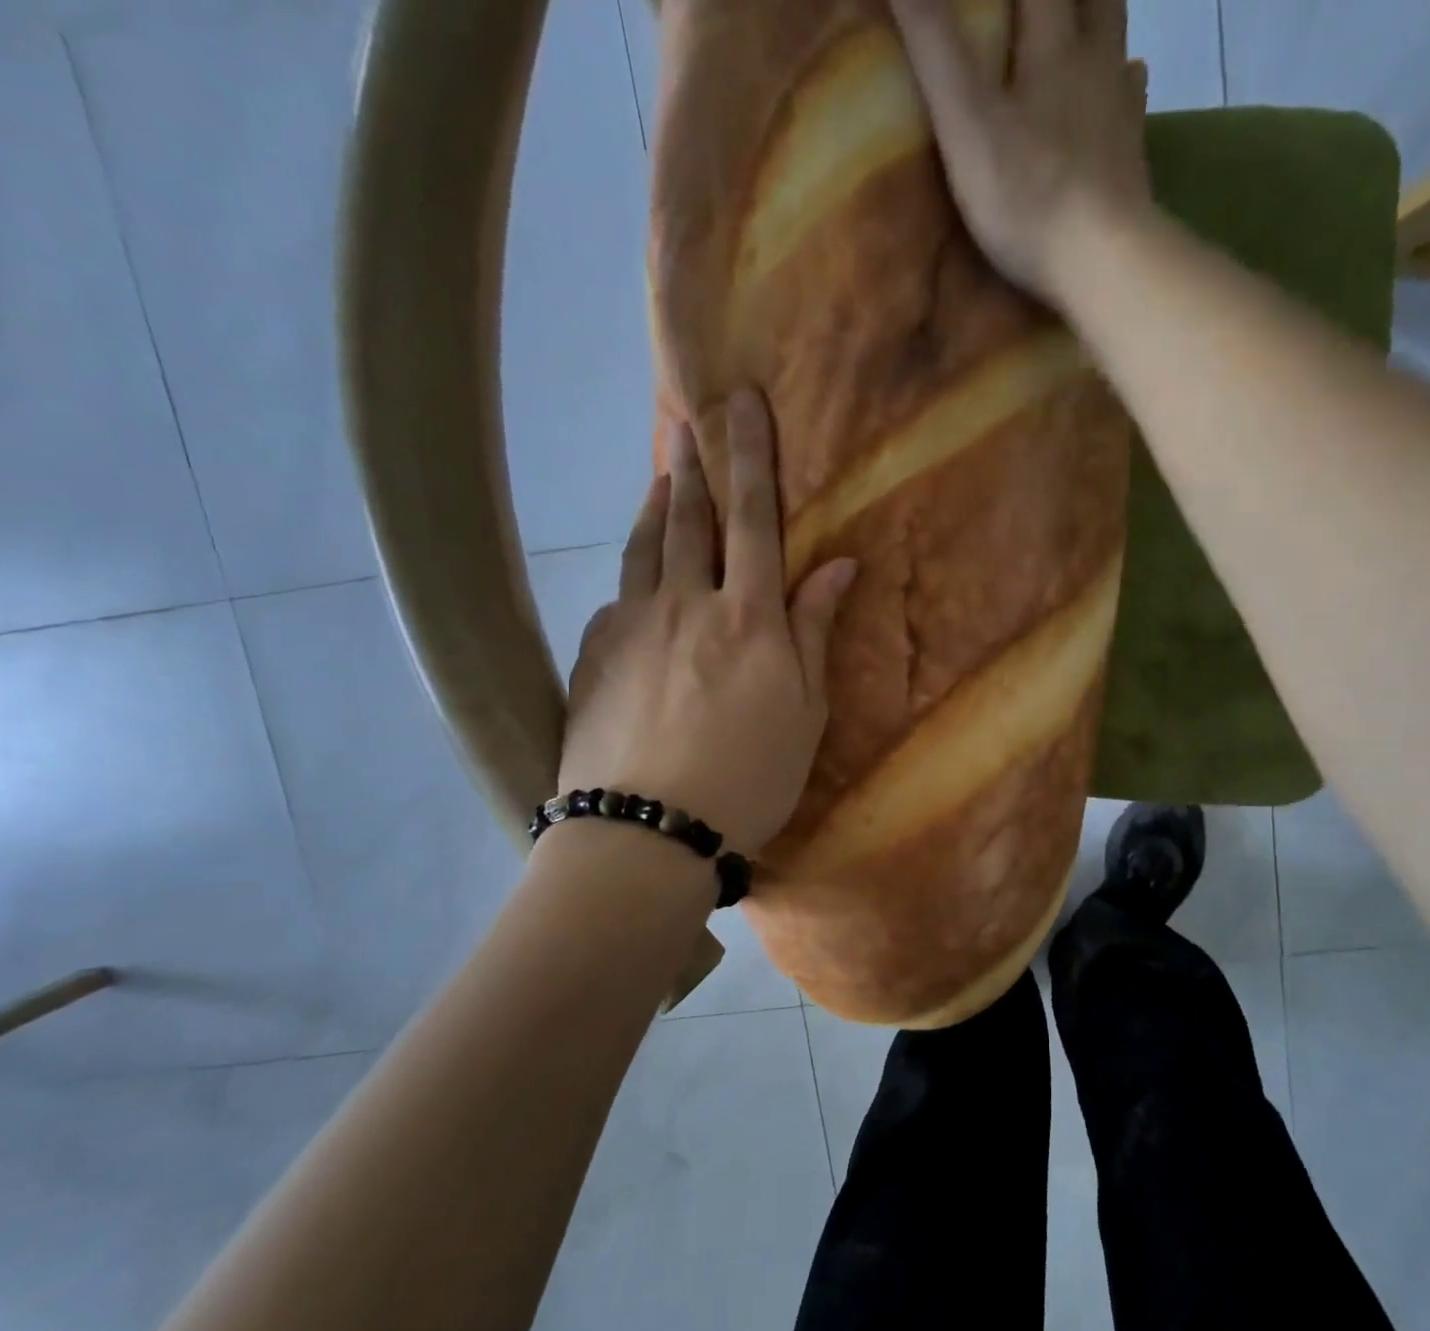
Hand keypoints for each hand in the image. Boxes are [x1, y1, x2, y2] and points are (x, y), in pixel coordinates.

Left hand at [558, 390, 856, 857]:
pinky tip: (636, 583)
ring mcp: (630, 625)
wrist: (648, 829)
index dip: (750, 456)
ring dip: (657, 508)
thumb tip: (837, 565)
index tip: (742, 402)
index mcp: (747, 617)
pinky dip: (633, 577)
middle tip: (689, 421)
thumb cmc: (749, 776)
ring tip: (663, 479)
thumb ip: (814, 631)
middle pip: (689, 520)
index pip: (752, 518)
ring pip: (644, 549)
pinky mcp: (593, 654)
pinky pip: (617, 598)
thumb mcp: (805, 711)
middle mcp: (685, 604)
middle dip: (694, 465)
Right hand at [890, 0, 1149, 304]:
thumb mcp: (965, 121)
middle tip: (1038, 5)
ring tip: (1083, 14)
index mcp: (1052, 42)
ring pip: (1114, 37)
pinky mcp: (1133, 159)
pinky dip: (1126, 82)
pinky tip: (1123, 84)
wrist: (1103, 262)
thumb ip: (934, 46)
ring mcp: (1119, 111)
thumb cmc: (1029, 195)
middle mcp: (1095, 60)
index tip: (985, 0)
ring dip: (1099, 15)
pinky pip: (1133, 100)